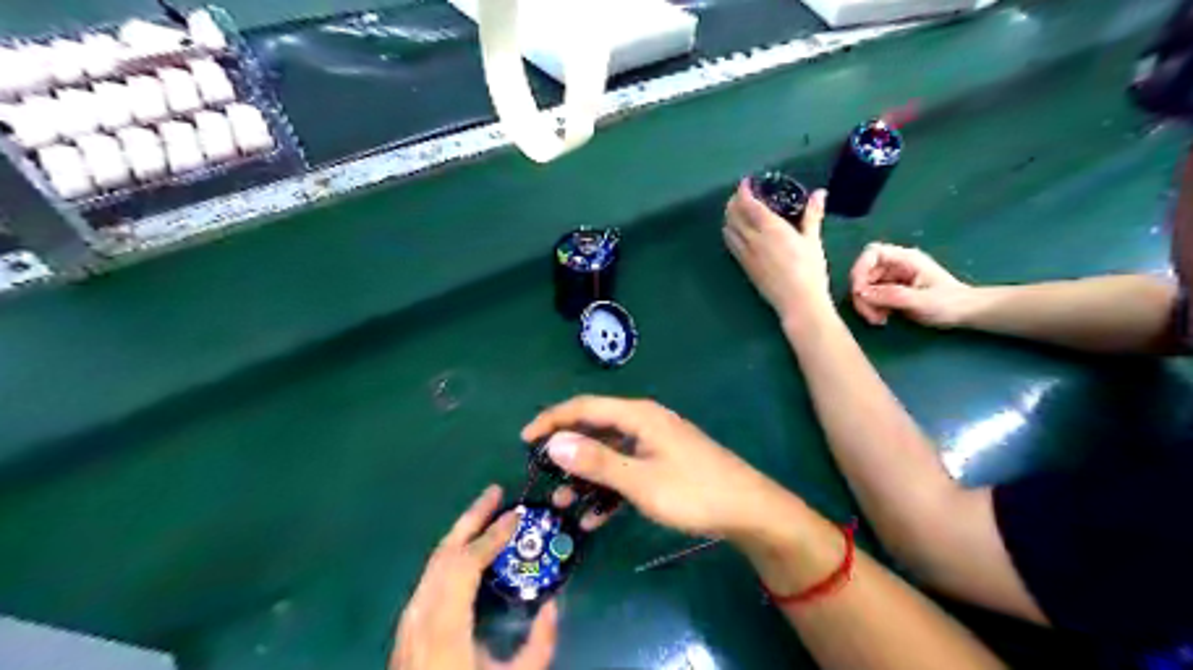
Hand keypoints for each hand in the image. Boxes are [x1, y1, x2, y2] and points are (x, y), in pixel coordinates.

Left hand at [393, 488, 559, 668]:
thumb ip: (540, 644)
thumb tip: (554, 604)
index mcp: (444, 627)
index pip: (465, 563)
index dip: (492, 534)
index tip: (516, 515)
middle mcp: (420, 614)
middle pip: (444, 552)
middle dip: (471, 517)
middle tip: (496, 492)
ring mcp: (409, 620)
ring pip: (434, 561)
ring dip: (461, 532)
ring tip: (486, 513)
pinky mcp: (407, 626)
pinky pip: (430, 576)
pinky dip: (452, 553)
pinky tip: (468, 551)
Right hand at [523, 395, 789, 540]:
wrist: (749, 510)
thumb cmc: (693, 492)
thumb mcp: (640, 480)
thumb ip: (597, 461)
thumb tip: (553, 443)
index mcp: (638, 416)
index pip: (585, 407)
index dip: (552, 420)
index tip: (524, 440)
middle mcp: (644, 422)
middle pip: (595, 428)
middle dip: (567, 451)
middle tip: (542, 474)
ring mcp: (655, 443)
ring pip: (609, 453)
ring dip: (586, 476)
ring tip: (563, 502)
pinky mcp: (663, 462)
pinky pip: (626, 469)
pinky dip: (608, 488)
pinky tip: (595, 517)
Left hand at [721, 179, 831, 322]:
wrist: (798, 302)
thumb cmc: (810, 270)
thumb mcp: (813, 240)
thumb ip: (812, 215)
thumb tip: (820, 193)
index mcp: (770, 228)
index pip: (748, 203)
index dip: (743, 190)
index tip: (747, 182)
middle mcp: (752, 238)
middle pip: (733, 214)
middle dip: (734, 201)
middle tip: (742, 195)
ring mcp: (745, 254)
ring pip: (728, 229)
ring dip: (729, 216)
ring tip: (738, 211)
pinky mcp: (743, 266)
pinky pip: (730, 244)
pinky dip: (730, 232)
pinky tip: (737, 231)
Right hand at [852, 247, 972, 329]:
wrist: (966, 313)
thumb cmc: (950, 303)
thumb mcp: (921, 301)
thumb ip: (892, 295)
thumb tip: (861, 293)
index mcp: (905, 259)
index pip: (873, 253)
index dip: (860, 269)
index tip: (858, 291)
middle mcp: (895, 265)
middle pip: (864, 273)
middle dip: (862, 295)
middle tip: (870, 315)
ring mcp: (892, 278)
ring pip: (865, 287)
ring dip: (865, 305)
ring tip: (879, 320)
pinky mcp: (890, 291)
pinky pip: (871, 297)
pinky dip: (871, 309)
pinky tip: (882, 319)